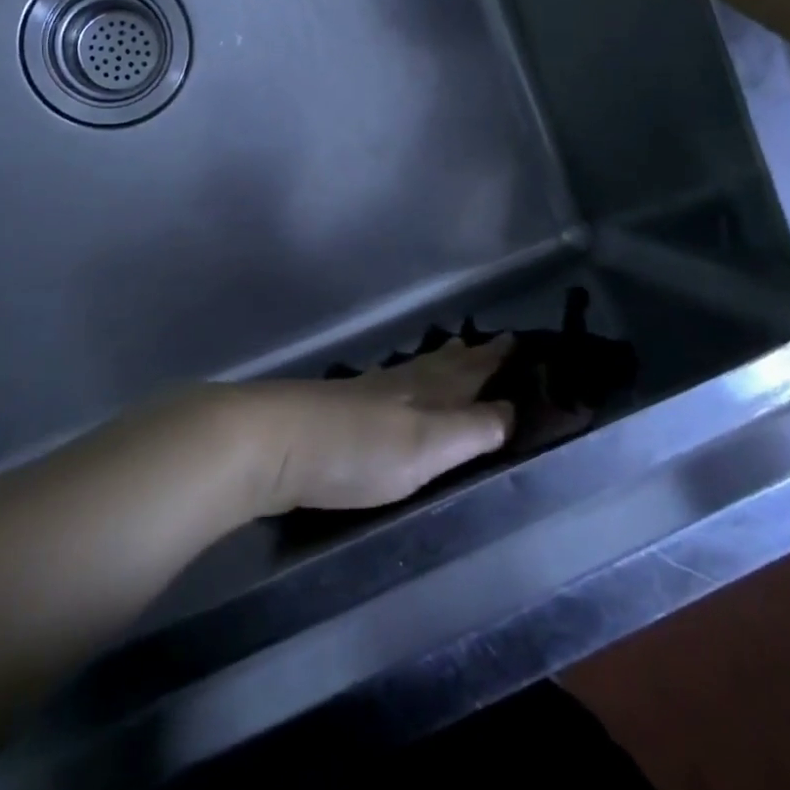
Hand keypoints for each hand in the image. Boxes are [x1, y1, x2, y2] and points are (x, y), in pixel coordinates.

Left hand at [236, 338, 515, 514]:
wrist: (271, 444)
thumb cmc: (357, 449)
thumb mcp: (427, 446)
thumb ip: (472, 430)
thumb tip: (514, 409)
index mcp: (425, 390)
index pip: (471, 369)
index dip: (495, 358)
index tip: (518, 339)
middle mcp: (398, 384)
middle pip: (441, 365)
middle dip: (469, 356)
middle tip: (489, 342)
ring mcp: (364, 395)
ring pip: (414, 372)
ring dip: (438, 365)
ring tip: (451, 357)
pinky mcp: (337, 412)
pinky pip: (389, 386)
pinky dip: (406, 382)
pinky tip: (394, 391)